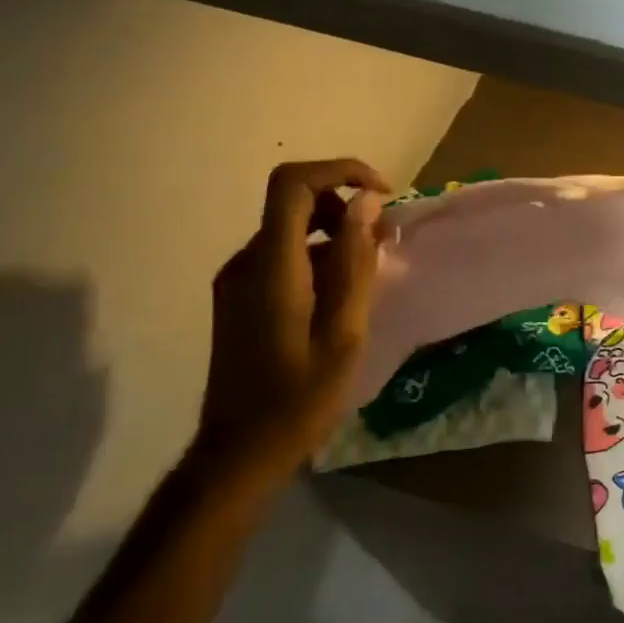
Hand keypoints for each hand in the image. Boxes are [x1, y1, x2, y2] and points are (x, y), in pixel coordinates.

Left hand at [194, 159, 389, 485]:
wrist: (240, 451)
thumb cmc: (300, 396)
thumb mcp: (344, 329)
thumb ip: (356, 262)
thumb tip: (367, 204)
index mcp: (271, 266)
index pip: (294, 184)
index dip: (340, 171)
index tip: (382, 194)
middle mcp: (246, 262)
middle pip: (295, 201)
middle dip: (346, 206)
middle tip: (386, 241)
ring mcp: (237, 280)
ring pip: (291, 229)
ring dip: (336, 234)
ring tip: (371, 272)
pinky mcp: (239, 297)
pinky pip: (283, 255)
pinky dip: (319, 256)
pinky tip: (342, 296)